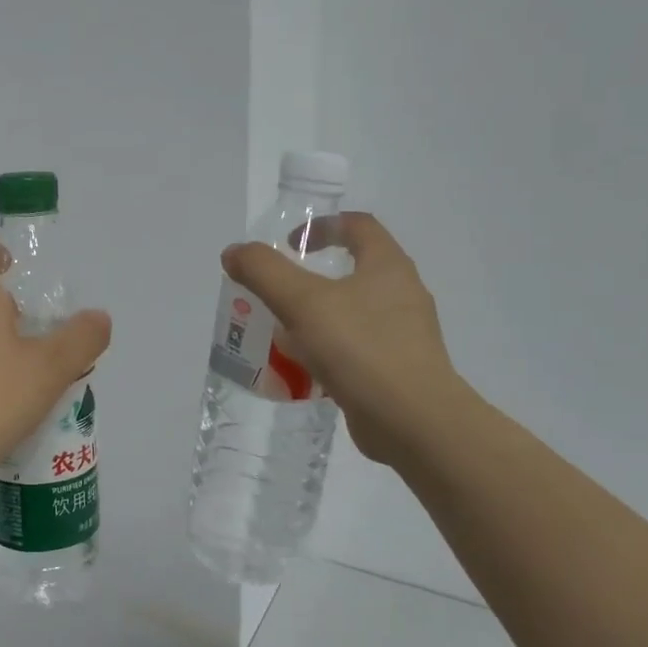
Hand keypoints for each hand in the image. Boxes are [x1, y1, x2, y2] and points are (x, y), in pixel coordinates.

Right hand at [222, 213, 459, 464]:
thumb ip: (263, 271)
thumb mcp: (302, 302)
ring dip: (316, 317)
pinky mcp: (398, 369)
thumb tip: (234, 252)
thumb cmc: (360, 348)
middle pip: (353, 270)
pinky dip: (328, 351)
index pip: (358, 225)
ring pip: (352, 313)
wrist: (413, 421)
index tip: (289, 243)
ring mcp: (404, 334)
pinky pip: (356, 348)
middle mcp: (402, 293)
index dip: (321, 226)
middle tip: (276, 294)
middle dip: (310, 279)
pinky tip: (303, 369)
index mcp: (388, 266)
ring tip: (282, 334)